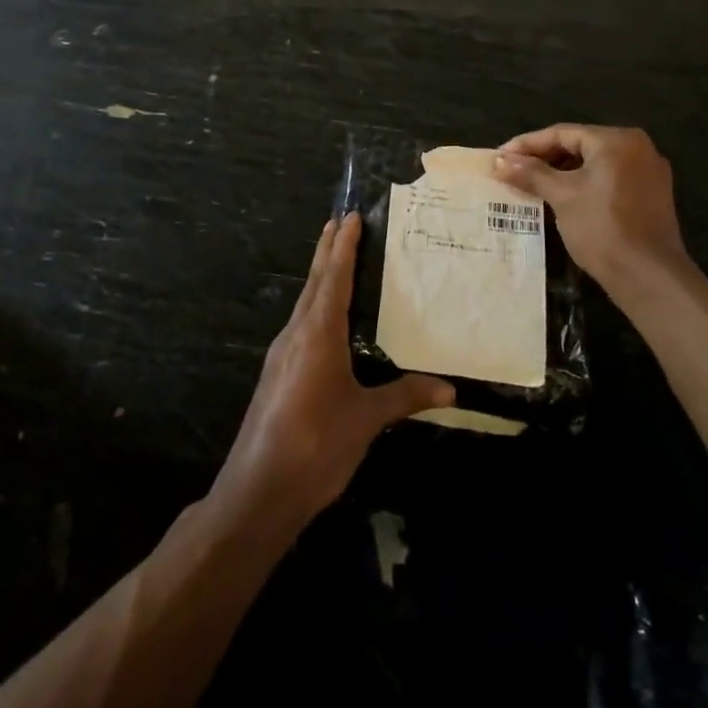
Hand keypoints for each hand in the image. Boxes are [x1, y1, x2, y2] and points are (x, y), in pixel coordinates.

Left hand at [211, 214, 453, 535]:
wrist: (258, 490)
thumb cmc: (315, 445)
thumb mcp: (366, 419)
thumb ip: (405, 397)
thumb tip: (450, 388)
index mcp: (317, 334)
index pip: (333, 278)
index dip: (343, 246)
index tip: (349, 216)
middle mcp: (295, 334)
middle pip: (313, 283)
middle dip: (326, 252)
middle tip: (339, 222)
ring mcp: (281, 354)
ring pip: (304, 304)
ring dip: (319, 278)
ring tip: (335, 261)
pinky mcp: (276, 375)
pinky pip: (299, 326)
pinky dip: (314, 307)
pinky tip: (324, 321)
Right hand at [493, 125, 694, 291]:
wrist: (649, 277)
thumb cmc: (602, 228)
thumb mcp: (562, 196)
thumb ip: (530, 173)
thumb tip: (498, 161)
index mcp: (616, 140)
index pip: (562, 133)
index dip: (527, 144)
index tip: (500, 157)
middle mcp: (637, 147)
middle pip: (579, 145)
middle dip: (544, 158)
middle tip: (513, 171)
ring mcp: (648, 172)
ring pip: (594, 163)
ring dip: (562, 172)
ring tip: (531, 185)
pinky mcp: (651, 195)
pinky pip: (609, 179)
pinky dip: (584, 184)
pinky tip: (561, 198)